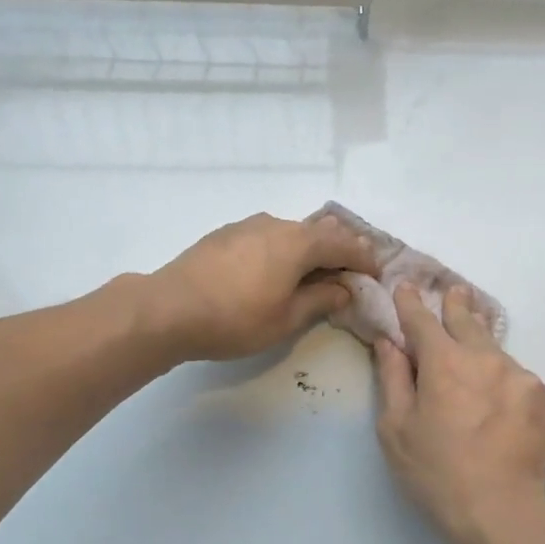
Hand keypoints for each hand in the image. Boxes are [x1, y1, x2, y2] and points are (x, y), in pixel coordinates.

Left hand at [146, 211, 380, 362]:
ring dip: (308, 250)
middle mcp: (276, 224)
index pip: (343, 243)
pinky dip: (282, 250)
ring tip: (312, 274)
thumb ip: (320, 300)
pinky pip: (267, 236)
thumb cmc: (235, 319)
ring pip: (290, 232)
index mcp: (298, 242)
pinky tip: (274, 271)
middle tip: (349, 272)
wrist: (168, 309)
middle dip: (338, 250)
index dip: (363, 258)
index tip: (375, 273)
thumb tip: (343, 289)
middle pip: (318, 231)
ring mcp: (247, 226)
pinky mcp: (225, 235)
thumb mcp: (286, 319)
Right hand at [375, 284, 544, 543]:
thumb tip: (389, 342)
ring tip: (474, 348)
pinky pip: (516, 378)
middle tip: (454, 291)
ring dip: (481, 346)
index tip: (406, 287)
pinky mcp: (544, 398)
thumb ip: (392, 378)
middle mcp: (485, 359)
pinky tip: (496, 404)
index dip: (411, 302)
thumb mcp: (396, 429)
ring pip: (494, 350)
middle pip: (468, 321)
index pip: (423, 320)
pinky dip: (502, 381)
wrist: (500, 512)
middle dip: (456, 305)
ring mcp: (520, 376)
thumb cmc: (435, 473)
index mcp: (444, 363)